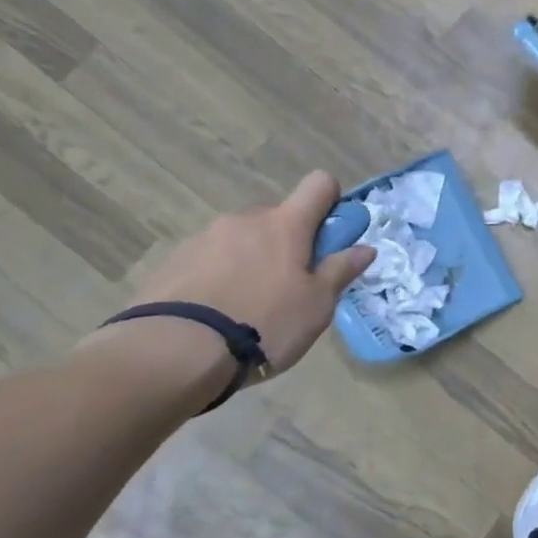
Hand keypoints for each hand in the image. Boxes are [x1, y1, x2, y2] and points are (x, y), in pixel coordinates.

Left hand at [97, 173, 374, 379]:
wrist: (173, 352)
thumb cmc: (263, 324)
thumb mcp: (317, 305)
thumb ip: (340, 271)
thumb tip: (365, 248)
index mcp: (285, 224)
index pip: (319, 185)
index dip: (331, 203)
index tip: (330, 238)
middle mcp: (244, 220)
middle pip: (278, 217)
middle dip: (288, 243)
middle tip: (290, 287)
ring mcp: (204, 238)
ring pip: (242, 240)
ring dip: (252, 261)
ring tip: (247, 309)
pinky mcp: (172, 261)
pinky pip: (209, 260)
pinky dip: (219, 277)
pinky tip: (216, 315)